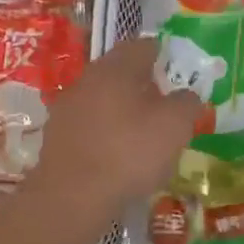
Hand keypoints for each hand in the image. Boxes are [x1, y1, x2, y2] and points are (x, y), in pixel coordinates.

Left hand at [33, 38, 203, 209]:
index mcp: (115, 68)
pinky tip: (117, 153)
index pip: (142, 46)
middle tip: (164, 102)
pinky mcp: (56, 137)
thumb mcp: (174, 127)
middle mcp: (86, 80)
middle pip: (119, 72)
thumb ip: (186, 103)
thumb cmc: (128, 153)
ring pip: (102, 98)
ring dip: (122, 108)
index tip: (177, 69)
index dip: (163, 54)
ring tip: (143, 131)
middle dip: (142, 83)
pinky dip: (105, 131)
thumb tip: (188, 95)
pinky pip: (89, 124)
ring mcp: (66, 108)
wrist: (71, 197)